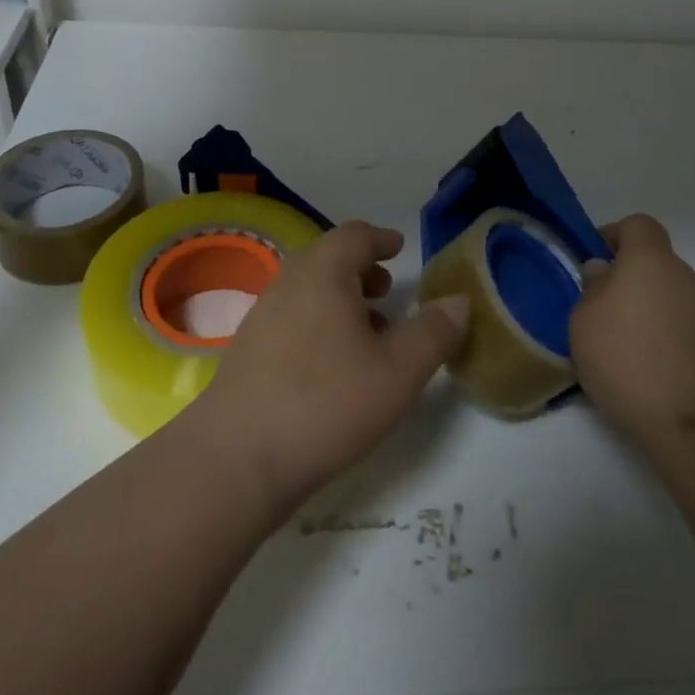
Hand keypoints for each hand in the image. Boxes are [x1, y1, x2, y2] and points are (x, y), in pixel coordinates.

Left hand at [193, 221, 468, 518]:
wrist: (237, 459)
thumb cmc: (327, 403)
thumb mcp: (398, 372)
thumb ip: (433, 333)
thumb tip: (458, 301)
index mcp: (323, 274)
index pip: (354, 235)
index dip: (380, 238)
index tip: (399, 248)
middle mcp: (288, 284)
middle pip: (328, 259)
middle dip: (361, 269)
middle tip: (388, 290)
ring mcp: (262, 317)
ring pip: (308, 290)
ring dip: (340, 298)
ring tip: (368, 331)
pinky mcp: (247, 351)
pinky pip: (291, 317)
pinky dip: (318, 321)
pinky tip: (333, 364)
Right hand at [570, 214, 694, 457]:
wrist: (693, 423)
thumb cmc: (627, 357)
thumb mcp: (583, 319)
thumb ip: (591, 288)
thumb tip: (603, 272)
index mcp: (650, 259)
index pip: (637, 225)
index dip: (612, 235)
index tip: (591, 261)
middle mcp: (682, 276)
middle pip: (651, 262)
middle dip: (623, 277)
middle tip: (594, 307)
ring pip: (663, 295)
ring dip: (640, 309)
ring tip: (613, 344)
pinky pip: (676, 325)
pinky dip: (657, 335)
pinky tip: (638, 367)